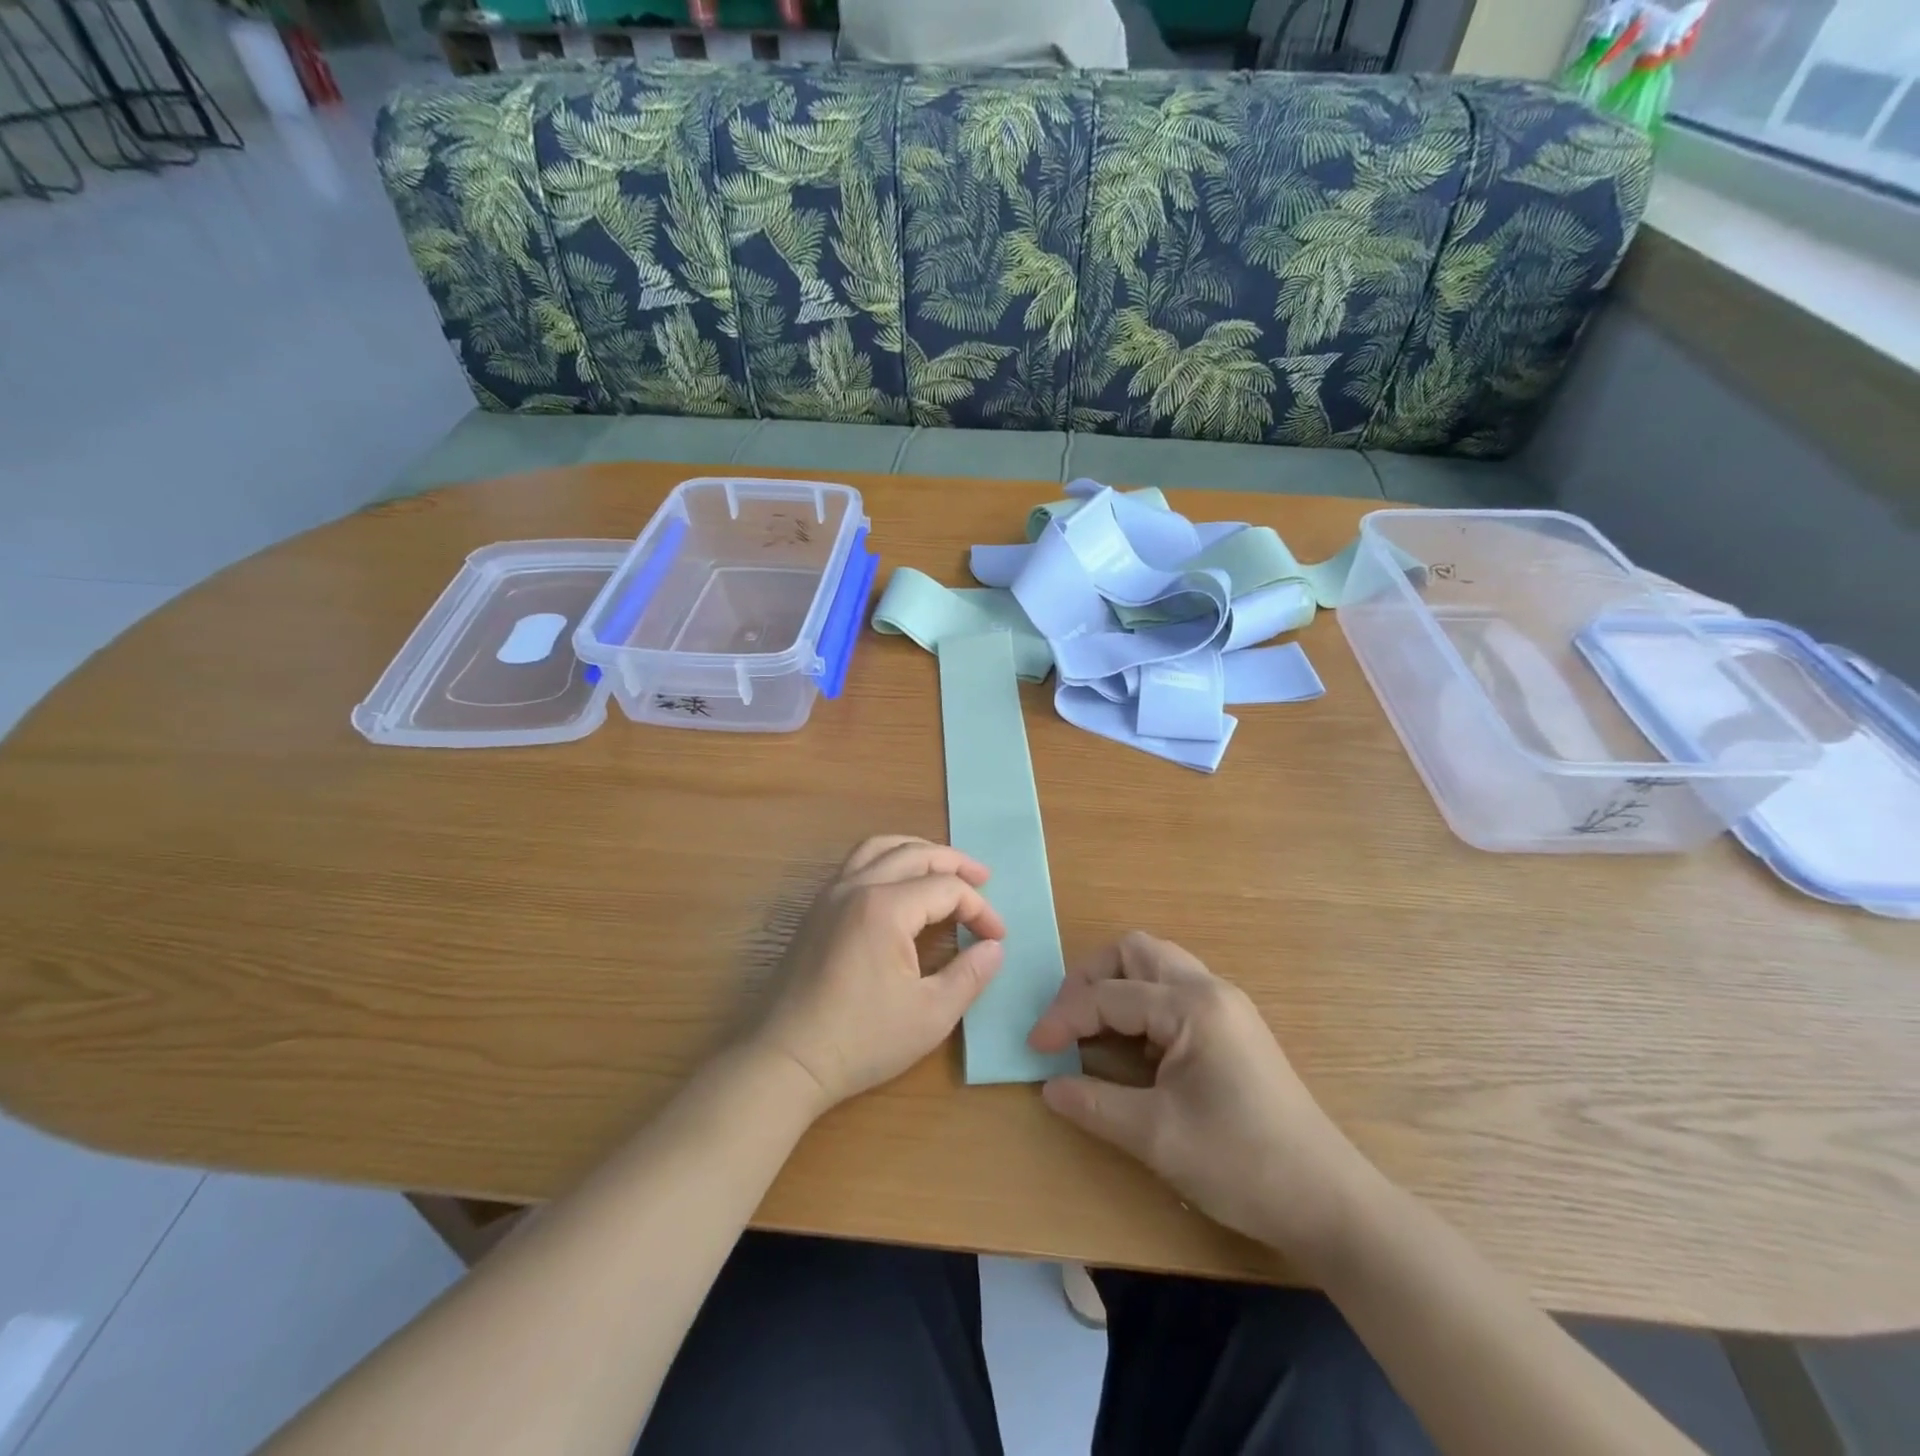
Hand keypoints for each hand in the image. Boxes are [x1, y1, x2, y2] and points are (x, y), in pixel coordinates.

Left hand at [752, 836, 1007, 1112]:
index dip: (979, 909)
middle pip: (914, 854)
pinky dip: (887, 859)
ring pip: (879, 848)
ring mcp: (830, 895)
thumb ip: (969, 975)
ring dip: (917, 850)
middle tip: (983, 879)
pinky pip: (857, 863)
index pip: (946, 888)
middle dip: (954, 863)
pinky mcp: (816, 910)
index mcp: (885, 908)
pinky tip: (899, 884)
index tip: (997, 938)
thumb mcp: (930, 1016)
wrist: (783, 1060)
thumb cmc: (859, 1041)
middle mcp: (856, 887)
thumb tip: (994, 948)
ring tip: (942, 866)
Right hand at [1027, 932, 1369, 1261]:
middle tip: (1067, 1019)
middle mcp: (1209, 989)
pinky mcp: (1233, 1026)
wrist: (1328, 1201)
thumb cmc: (1241, 1163)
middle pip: (1135, 951)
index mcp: (1191, 1005)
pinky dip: (1142, 1001)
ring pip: (1157, 965)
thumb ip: (1095, 1103)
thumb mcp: (1156, 1136)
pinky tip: (1132, 1043)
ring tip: (1093, 1027)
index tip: (1033, 1048)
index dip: (1064, 1017)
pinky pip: (1174, 990)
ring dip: (1118, 984)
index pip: (1109, 995)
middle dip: (1091, 976)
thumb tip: (1048, 1086)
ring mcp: (1226, 1004)